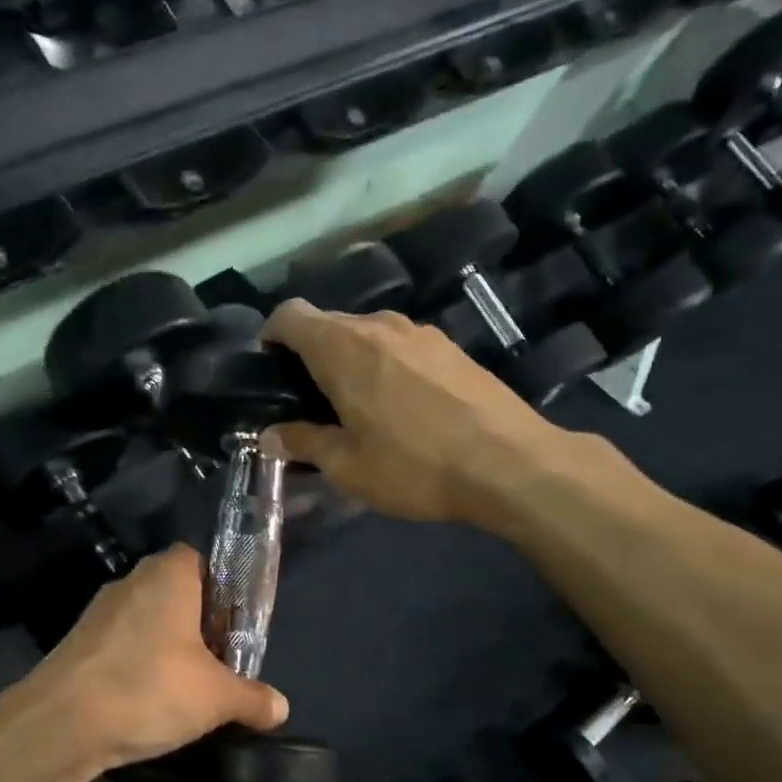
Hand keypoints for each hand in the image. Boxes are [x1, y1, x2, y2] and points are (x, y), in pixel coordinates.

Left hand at [0, 546, 287, 779]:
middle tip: (219, 658)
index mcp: (168, 575)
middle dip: (198, 622)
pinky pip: (120, 643)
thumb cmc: (149, 688)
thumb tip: (280, 708)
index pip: (202, 560)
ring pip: (146, 619)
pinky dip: (137, 663)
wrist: (60, 724)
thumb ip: (252, 698)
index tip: (236, 625)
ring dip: (166, 644)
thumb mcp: (215, 698)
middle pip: (175, 591)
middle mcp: (131, 581)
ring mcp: (98, 612)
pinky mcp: (76, 643)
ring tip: (185, 685)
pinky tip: (145, 699)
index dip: (223, 589)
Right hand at [262, 299, 567, 526]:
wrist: (510, 463)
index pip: (290, 315)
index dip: (271, 336)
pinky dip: (386, 365)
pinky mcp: (451, 346)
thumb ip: (304, 443)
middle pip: (328, 323)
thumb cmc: (415, 466)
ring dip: (351, 360)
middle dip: (310, 355)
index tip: (271, 370)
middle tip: (311, 403)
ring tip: (358, 407)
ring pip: (367, 334)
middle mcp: (378, 324)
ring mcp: (420, 332)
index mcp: (342, 347)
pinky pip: (400, 346)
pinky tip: (401, 407)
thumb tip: (272, 435)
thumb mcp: (348, 467)